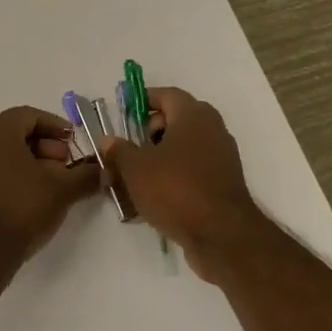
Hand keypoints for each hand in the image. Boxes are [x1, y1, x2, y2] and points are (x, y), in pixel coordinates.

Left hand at [0, 106, 101, 259]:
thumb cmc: (21, 207)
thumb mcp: (62, 189)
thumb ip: (86, 175)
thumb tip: (105, 171)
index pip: (30, 115)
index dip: (56, 127)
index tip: (74, 144)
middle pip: (15, 130)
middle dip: (44, 145)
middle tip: (64, 165)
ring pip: (2, 149)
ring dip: (30, 160)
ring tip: (51, 183)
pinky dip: (11, 172)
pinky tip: (30, 194)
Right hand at [99, 87, 258, 277]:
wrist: (222, 236)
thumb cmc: (176, 189)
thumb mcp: (135, 168)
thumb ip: (118, 151)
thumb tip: (108, 141)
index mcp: (193, 115)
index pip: (166, 94)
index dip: (142, 100)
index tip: (123, 113)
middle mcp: (212, 129)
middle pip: (175, 120)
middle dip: (147, 133)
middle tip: (127, 149)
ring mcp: (221, 157)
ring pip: (182, 148)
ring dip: (158, 158)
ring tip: (133, 178)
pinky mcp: (223, 183)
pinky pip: (192, 170)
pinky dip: (172, 177)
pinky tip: (152, 198)